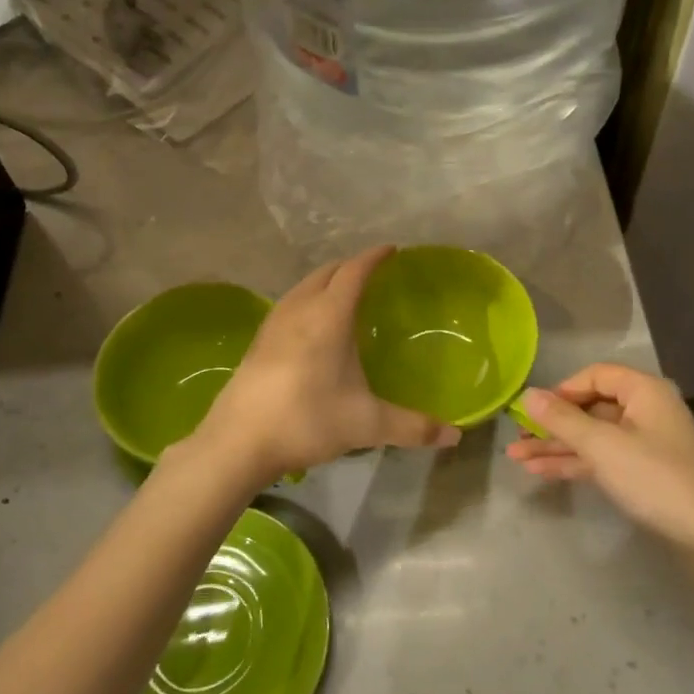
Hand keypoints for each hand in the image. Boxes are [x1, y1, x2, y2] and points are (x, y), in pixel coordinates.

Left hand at [195, 246, 460, 477]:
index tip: (391, 250)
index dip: (374, 257)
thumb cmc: (307, 421)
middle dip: (349, 265)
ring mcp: (273, 324)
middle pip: (326, 272)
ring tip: (342, 293)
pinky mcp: (257, 342)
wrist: (237, 443)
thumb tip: (456, 436)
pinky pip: (288, 304)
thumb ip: (413, 427)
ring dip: (325, 281)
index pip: (354, 272)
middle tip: (371, 272)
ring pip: (302, 286)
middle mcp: (299, 310)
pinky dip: (306, 299)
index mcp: (329, 316)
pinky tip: (310, 325)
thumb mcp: (367, 425)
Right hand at [508, 364, 693, 550]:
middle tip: (516, 438)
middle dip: (552, 424)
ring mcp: (646, 444)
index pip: (595, 375)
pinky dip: (575, 463)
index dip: (562, 390)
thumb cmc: (655, 479)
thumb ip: (563, 419)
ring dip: (557, 446)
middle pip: (591, 407)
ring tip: (517, 459)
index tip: (533, 410)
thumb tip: (528, 395)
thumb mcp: (603, 446)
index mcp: (644, 391)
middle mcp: (646, 411)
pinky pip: (602, 458)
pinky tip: (542, 472)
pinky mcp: (644, 473)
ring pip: (593, 437)